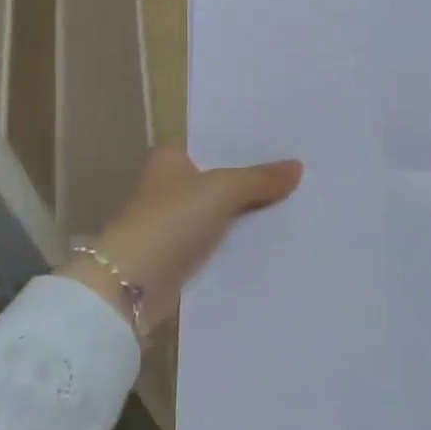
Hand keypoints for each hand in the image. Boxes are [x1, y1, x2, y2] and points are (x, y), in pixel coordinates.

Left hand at [62, 146, 303, 342]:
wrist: (131, 283)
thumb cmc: (171, 221)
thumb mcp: (222, 190)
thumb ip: (259, 178)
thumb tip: (298, 166)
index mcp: (170, 160)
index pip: (214, 146)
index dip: (246, 148)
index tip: (284, 149)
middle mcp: (168, 187)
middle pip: (219, 180)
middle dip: (252, 182)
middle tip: (299, 180)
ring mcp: (172, 223)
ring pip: (220, 213)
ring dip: (247, 215)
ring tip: (294, 209)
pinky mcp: (178, 257)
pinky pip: (217, 243)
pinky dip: (237, 244)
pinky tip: (270, 243)